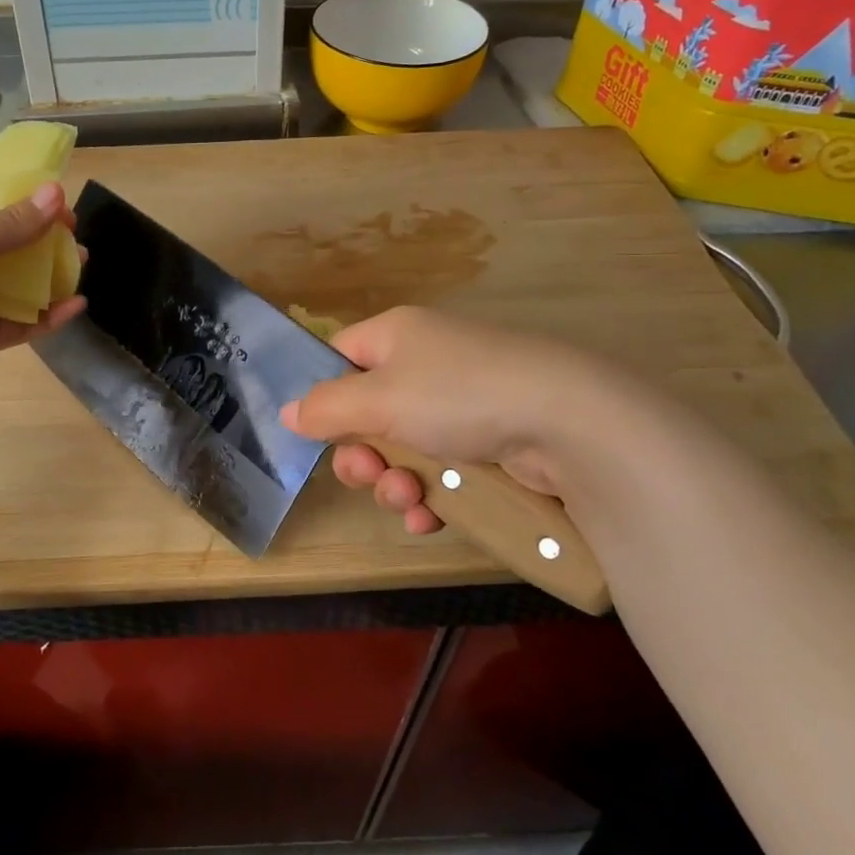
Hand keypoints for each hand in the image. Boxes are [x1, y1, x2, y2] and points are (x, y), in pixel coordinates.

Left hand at [0, 165, 83, 400]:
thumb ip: (9, 222)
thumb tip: (58, 195)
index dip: (17, 179)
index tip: (53, 182)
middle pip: (12, 232)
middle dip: (45, 228)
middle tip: (73, 228)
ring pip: (23, 278)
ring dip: (53, 270)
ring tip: (80, 262)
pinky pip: (24, 320)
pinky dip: (50, 314)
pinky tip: (75, 304)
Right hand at [278, 306, 634, 534]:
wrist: (568, 422)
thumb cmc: (458, 395)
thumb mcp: (378, 399)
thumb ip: (324, 408)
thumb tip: (287, 413)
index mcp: (396, 337)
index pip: (339, 358)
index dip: (323, 396)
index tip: (316, 435)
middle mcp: (425, 364)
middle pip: (367, 414)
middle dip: (361, 455)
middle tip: (368, 476)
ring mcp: (459, 405)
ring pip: (402, 451)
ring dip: (394, 483)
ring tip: (409, 500)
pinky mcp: (488, 443)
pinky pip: (440, 472)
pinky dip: (430, 497)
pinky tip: (430, 517)